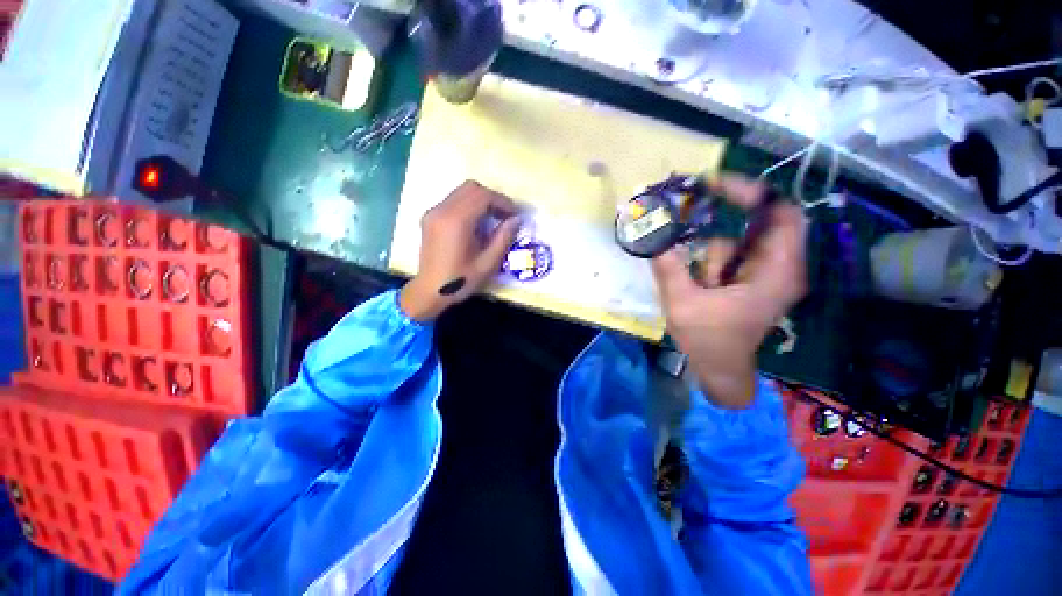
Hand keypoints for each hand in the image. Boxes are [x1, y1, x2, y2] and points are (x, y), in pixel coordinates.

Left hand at [399, 180, 520, 321]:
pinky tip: (476, 224)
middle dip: (492, 198)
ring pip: (462, 192)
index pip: (483, 196)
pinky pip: (453, 201)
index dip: (502, 201)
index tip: (515, 214)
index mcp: (456, 221)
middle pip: (471, 188)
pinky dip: (469, 205)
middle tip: (505, 215)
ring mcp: (433, 212)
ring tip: (494, 219)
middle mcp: (442, 210)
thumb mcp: (488, 263)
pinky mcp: (430, 217)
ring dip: (481, 200)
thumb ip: (503, 238)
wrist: (429, 291)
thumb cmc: (460, 281)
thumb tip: (516, 219)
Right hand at [651, 174, 807, 408]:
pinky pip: (733, 254)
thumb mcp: (682, 303)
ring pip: (741, 240)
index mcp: (775, 272)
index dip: (752, 192)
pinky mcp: (752, 278)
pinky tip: (700, 281)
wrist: (720, 370)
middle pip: (761, 222)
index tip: (714, 185)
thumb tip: (649, 232)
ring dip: (713, 252)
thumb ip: (667, 266)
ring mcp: (766, 273)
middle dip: (725, 217)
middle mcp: (780, 267)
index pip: (781, 214)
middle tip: (691, 213)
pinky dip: (712, 257)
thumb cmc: (708, 341)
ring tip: (699, 281)